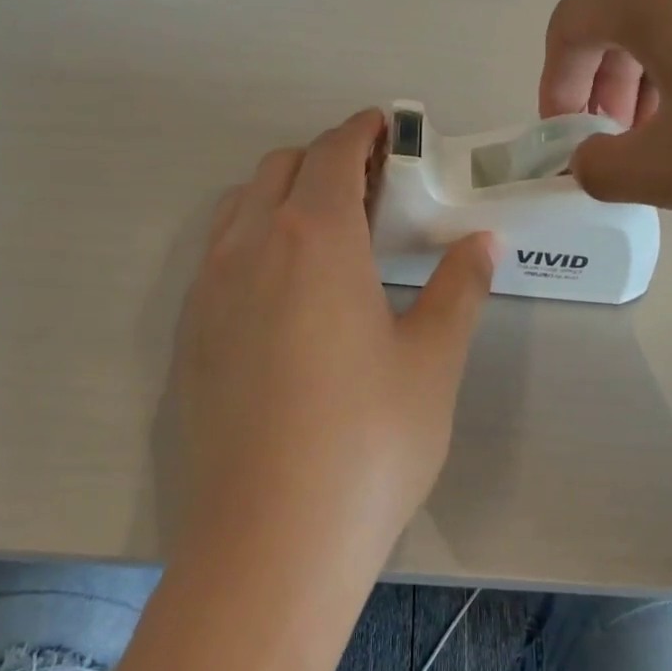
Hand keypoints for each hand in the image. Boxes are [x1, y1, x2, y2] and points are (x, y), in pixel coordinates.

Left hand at [171, 109, 497, 564]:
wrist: (271, 541)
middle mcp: (249, 247)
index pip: (335, 153)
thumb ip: (459, 290)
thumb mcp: (432, 361)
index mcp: (314, 239)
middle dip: (327, 160)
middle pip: (282, 169)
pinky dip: (255, 239)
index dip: (364, 131)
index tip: (388, 129)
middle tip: (375, 189)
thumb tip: (482, 243)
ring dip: (285, 196)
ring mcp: (208, 291)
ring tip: (331, 234)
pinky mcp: (189, 335)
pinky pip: (220, 254)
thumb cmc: (369, 443)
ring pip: (242, 207)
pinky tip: (288, 291)